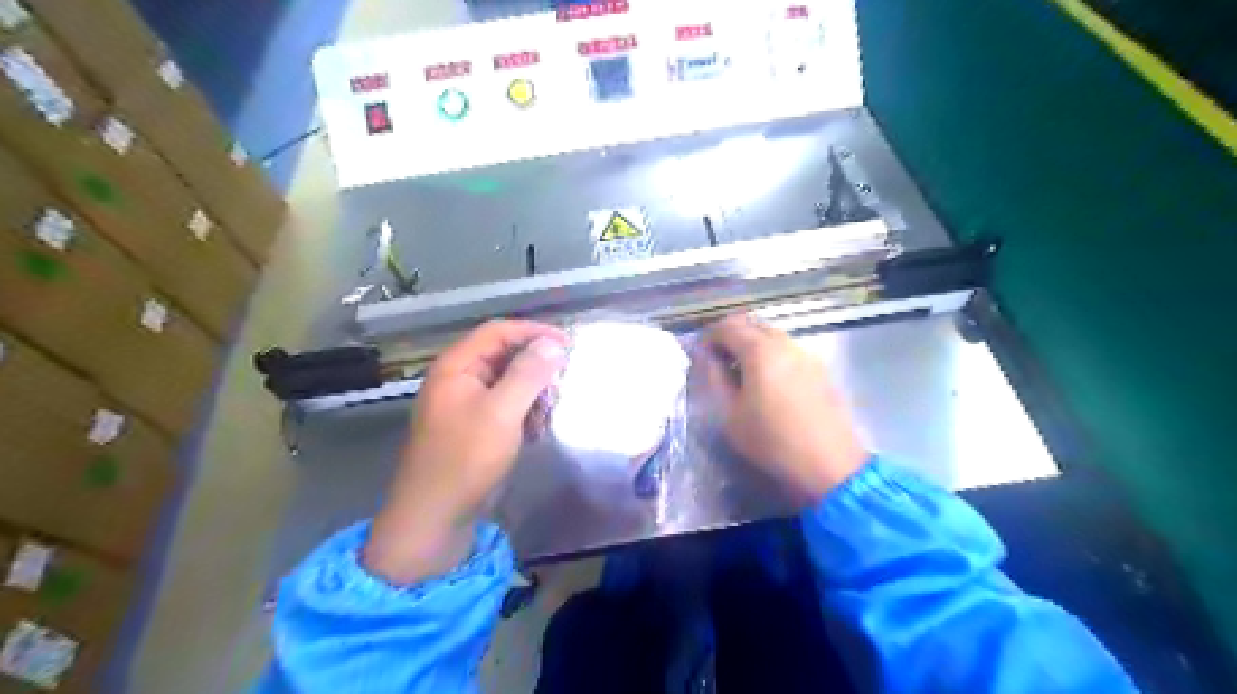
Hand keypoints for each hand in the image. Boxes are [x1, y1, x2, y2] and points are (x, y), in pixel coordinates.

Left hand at [361, 321, 566, 584]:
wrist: (433, 518)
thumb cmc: (465, 459)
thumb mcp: (501, 412)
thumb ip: (528, 374)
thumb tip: (553, 344)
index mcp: (456, 366)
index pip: (498, 331)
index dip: (533, 332)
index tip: (567, 344)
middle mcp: (458, 379)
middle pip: (502, 355)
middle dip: (534, 363)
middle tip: (563, 377)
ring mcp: (464, 405)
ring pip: (506, 382)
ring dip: (532, 389)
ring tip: (553, 405)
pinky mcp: (473, 428)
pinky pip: (503, 406)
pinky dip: (524, 410)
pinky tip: (538, 427)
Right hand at [699, 314, 863, 502]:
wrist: (830, 463)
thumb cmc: (772, 441)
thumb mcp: (730, 414)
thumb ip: (714, 378)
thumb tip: (705, 356)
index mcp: (759, 350)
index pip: (727, 326)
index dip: (708, 336)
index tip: (699, 356)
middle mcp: (784, 343)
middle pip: (751, 324)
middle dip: (729, 336)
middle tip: (716, 361)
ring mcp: (806, 354)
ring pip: (771, 334)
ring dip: (751, 344)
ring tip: (739, 373)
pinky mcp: (819, 369)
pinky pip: (787, 349)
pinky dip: (770, 354)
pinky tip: (766, 382)